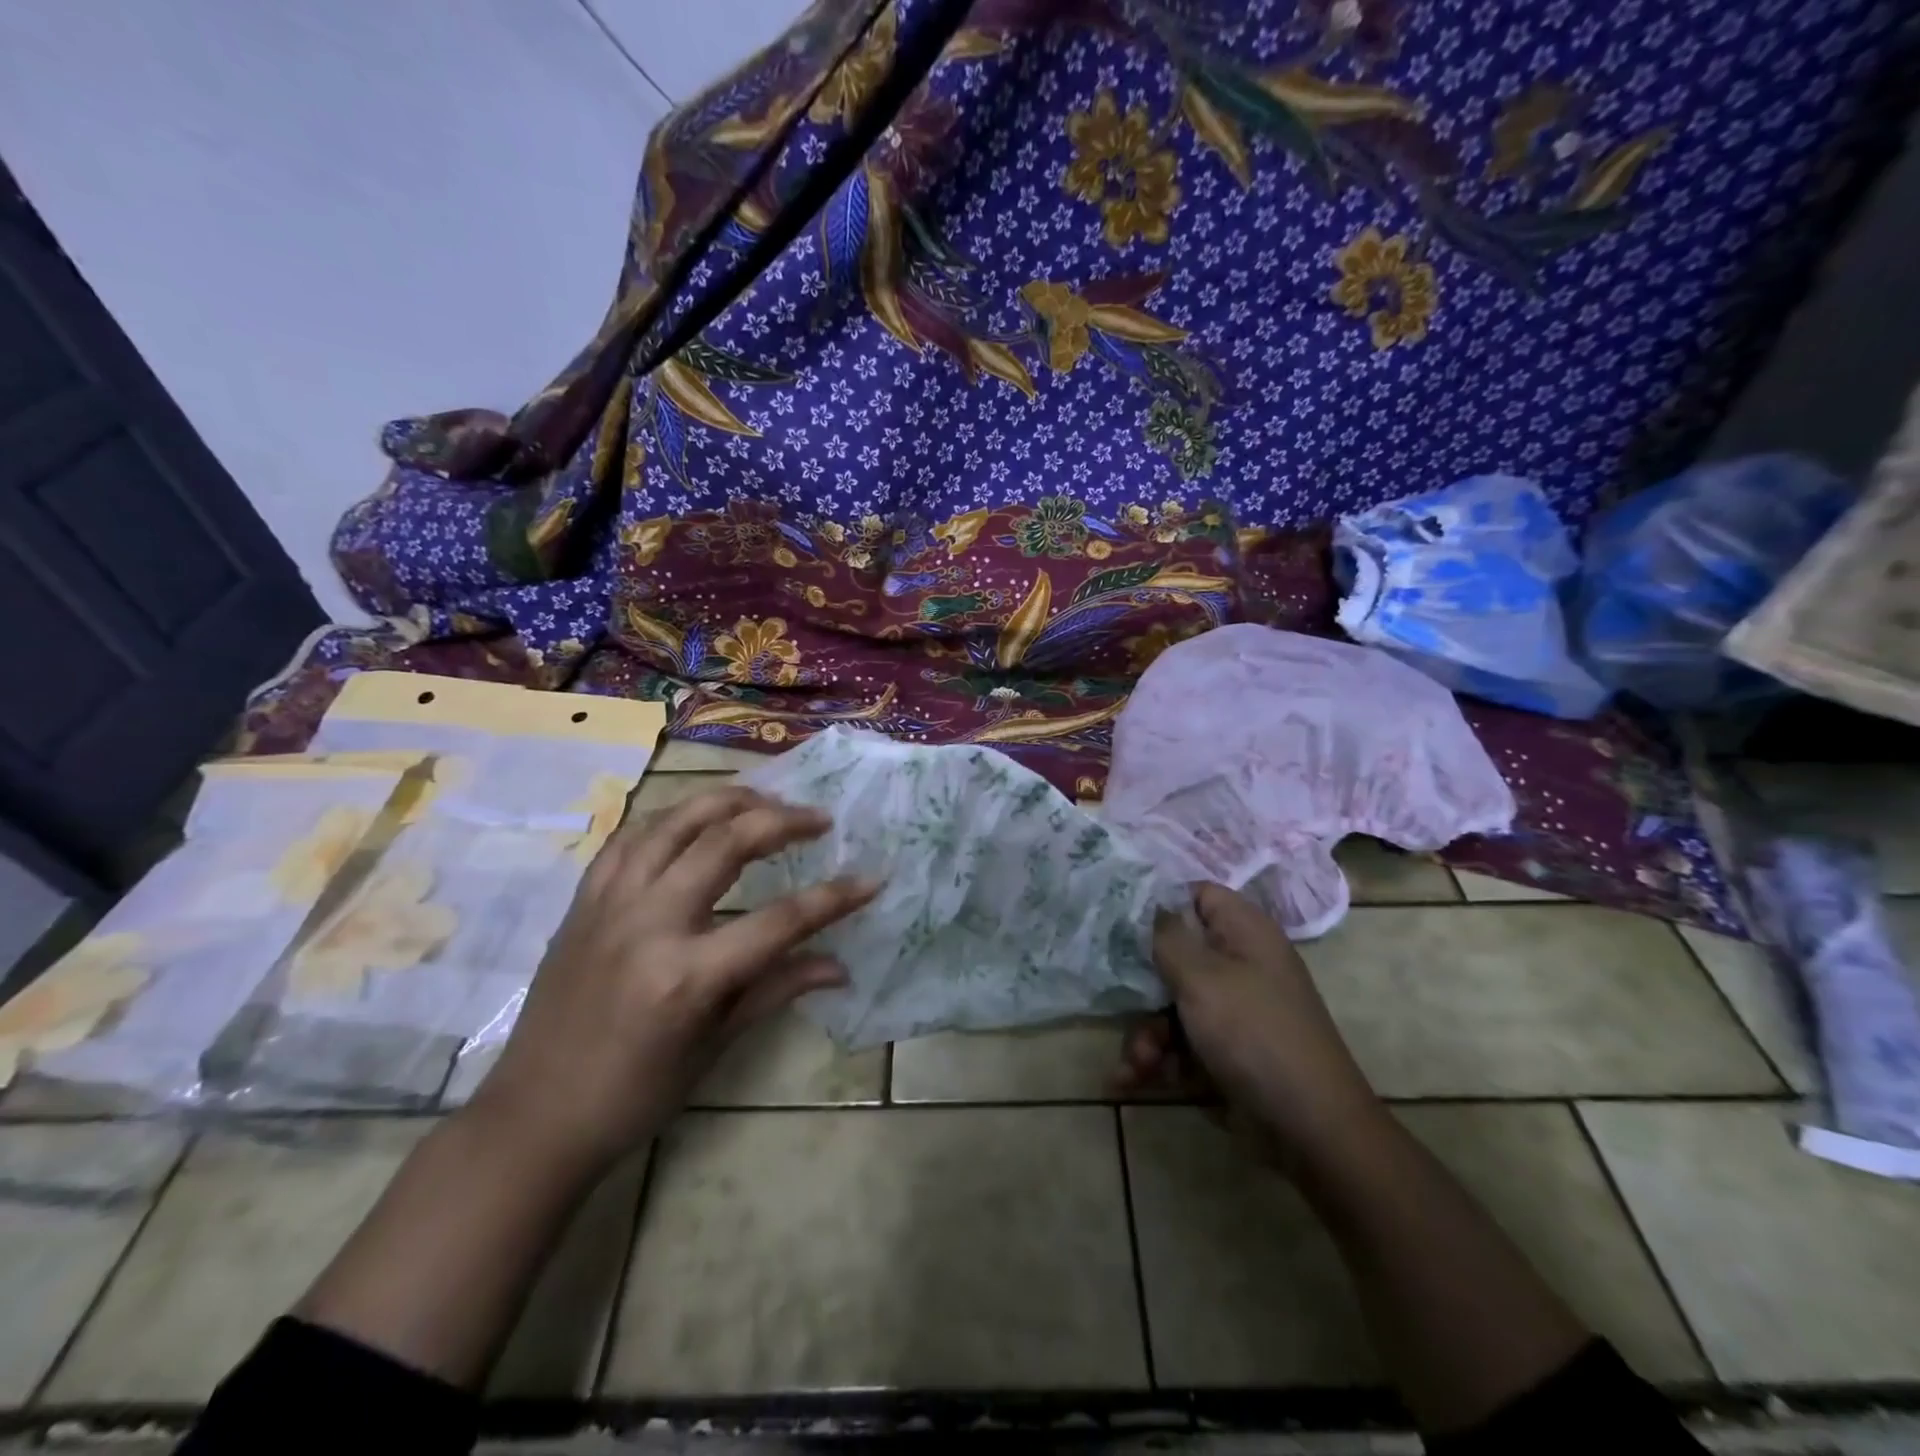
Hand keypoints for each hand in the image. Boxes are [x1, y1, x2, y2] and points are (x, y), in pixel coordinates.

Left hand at [470, 787, 878, 1169]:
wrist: (534, 1117)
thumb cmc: (636, 1094)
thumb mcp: (715, 1045)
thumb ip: (778, 989)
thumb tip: (839, 966)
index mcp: (687, 975)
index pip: (781, 920)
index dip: (835, 896)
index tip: (872, 878)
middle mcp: (648, 924)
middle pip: (726, 842)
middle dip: (783, 821)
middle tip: (818, 819)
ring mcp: (610, 904)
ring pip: (674, 821)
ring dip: (727, 801)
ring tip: (765, 800)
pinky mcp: (584, 900)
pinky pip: (631, 837)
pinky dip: (671, 817)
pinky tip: (695, 818)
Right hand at [1118, 883, 1384, 1169]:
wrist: (1310, 1129)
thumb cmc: (1254, 1034)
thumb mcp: (1202, 978)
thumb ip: (1168, 937)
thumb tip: (1152, 905)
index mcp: (1244, 932)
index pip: (1197, 895)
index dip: (1159, 902)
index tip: (1120, 919)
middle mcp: (1239, 964)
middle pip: (1175, 955)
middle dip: (1142, 986)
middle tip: (1119, 1001)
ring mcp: (1232, 1010)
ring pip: (1171, 1004)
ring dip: (1145, 1033)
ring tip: (1136, 1064)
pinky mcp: (1224, 1050)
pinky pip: (1180, 1041)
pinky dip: (1157, 1059)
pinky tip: (1131, 1081)